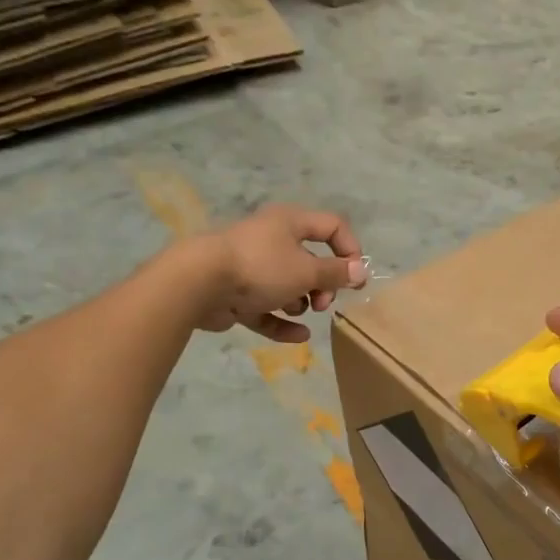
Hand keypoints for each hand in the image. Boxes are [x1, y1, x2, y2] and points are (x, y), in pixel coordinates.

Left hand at [193, 204, 366, 343]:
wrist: (199, 283)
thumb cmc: (260, 267)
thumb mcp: (306, 270)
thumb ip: (336, 273)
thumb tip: (361, 271)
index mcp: (290, 223)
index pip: (332, 226)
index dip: (350, 250)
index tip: (355, 278)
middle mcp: (272, 240)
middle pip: (311, 260)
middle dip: (323, 284)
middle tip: (323, 301)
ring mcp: (252, 269)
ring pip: (288, 286)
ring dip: (300, 302)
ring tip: (295, 309)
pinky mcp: (237, 295)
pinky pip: (267, 309)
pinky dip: (282, 322)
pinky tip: (299, 337)